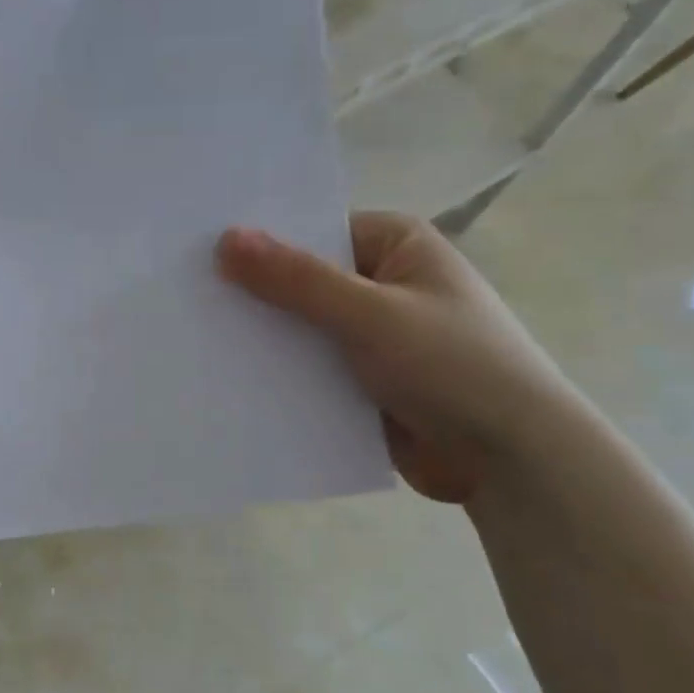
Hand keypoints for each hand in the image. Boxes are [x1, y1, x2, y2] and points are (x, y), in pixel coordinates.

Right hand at [217, 212, 579, 503]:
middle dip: (253, 296)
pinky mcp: (361, 381)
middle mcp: (381, 283)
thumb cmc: (451, 366)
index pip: (312, 231)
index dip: (259, 242)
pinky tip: (227, 381)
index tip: (197, 254)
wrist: (510, 460)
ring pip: (301, 329)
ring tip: (193, 342)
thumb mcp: (370, 314)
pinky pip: (307, 369)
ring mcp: (370, 335)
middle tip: (183, 300)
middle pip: (301, 281)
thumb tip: (225, 240)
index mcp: (396, 245)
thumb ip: (296, 280)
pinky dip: (279, 375)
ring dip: (263, 340)